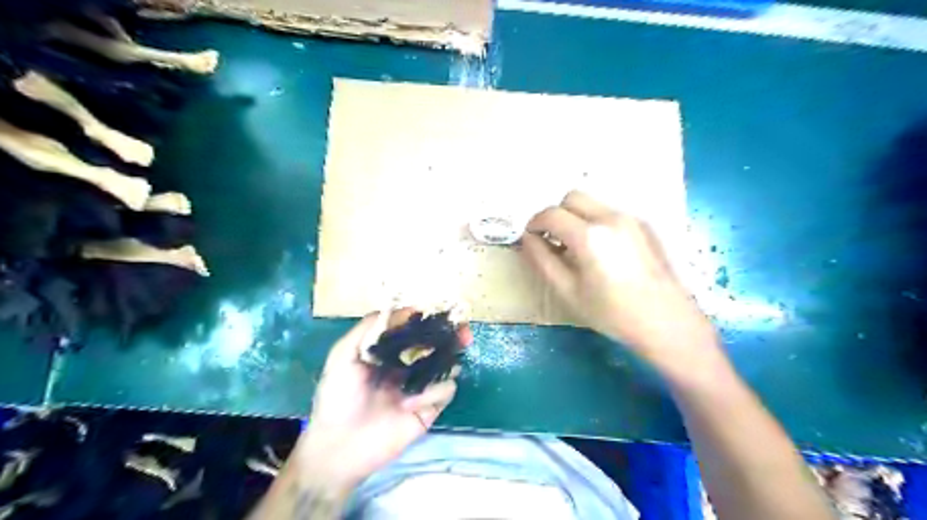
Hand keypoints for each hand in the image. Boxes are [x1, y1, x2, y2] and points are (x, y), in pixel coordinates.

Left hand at [294, 310, 471, 490]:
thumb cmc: (337, 398)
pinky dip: (433, 392)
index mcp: (389, 353)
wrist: (339, 446)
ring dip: (446, 363)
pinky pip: (446, 391)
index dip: (429, 321)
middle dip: (452, 337)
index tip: (440, 313)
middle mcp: (408, 367)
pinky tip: (410, 404)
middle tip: (464, 332)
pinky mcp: (429, 409)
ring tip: (439, 366)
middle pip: (438, 346)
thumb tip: (405, 309)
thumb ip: (368, 328)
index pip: (415, 331)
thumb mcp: (343, 355)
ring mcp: (420, 388)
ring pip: (448, 367)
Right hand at [520, 190, 714, 373]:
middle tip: (552, 240)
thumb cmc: (611, 312)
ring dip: (576, 217)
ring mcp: (631, 218)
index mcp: (589, 235)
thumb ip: (542, 260)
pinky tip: (602, 251)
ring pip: (592, 203)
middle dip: (556, 214)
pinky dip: (595, 222)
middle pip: (572, 198)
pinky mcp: (645, 225)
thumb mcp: (567, 291)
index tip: (530, 238)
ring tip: (576, 247)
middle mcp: (610, 217)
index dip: (534, 223)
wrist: (666, 322)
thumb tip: (528, 239)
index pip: (551, 214)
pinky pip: (610, 213)